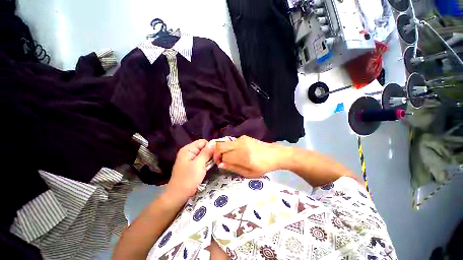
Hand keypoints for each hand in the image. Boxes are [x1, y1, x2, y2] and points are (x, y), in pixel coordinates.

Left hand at [166, 140, 214, 199]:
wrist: (178, 196)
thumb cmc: (188, 179)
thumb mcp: (199, 164)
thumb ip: (207, 152)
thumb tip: (214, 142)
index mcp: (188, 149)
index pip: (203, 142)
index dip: (210, 147)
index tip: (216, 154)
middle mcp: (189, 152)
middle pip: (203, 148)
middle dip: (210, 153)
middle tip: (216, 160)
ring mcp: (190, 159)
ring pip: (203, 154)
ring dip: (209, 159)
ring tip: (213, 165)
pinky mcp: (192, 165)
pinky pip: (201, 160)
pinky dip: (206, 163)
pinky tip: (208, 168)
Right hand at [213, 136, 281, 177]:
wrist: (274, 154)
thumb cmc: (262, 166)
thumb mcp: (248, 173)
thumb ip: (233, 168)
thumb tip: (220, 164)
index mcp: (243, 156)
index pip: (224, 156)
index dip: (219, 160)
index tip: (220, 164)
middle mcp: (240, 145)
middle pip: (221, 146)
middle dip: (217, 153)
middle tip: (220, 160)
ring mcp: (242, 139)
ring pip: (225, 143)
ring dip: (223, 150)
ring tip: (229, 157)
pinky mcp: (244, 137)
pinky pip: (231, 142)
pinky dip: (229, 147)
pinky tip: (236, 152)